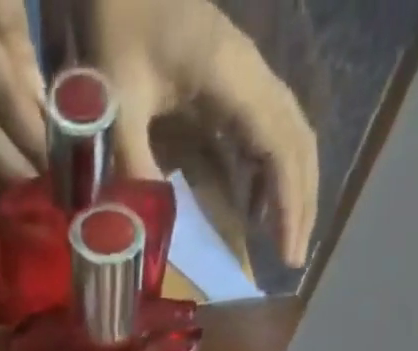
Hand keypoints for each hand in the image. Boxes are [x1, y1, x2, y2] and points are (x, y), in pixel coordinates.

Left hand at [91, 0, 318, 266]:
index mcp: (233, 77)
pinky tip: (255, 209)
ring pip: (288, 136)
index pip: (279, 147)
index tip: (289, 255)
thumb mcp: (117, 97)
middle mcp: (251, 76)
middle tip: (294, 259)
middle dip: (301, 202)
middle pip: (297, 142)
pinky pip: (264, 133)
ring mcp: (244, 77)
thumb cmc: (116, 23)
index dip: (290, 204)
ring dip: (291, 189)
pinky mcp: (230, 84)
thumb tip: (145, 231)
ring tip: (284, 241)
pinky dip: (268, 175)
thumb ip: (132, 159)